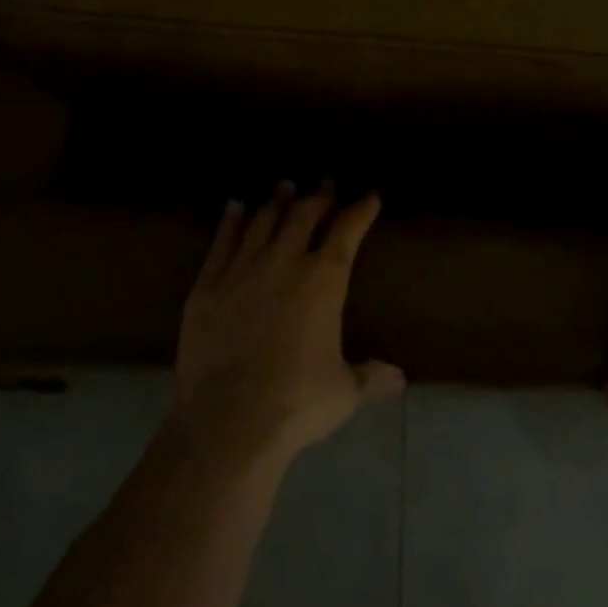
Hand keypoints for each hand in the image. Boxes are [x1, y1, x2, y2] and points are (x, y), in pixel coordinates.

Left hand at [171, 181, 404, 468]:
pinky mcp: (207, 285)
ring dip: (277, 201)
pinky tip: (234, 206)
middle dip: (319, 196)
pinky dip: (230, 220)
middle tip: (325, 184)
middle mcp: (285, 262)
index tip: (370, 196)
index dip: (361, 209)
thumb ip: (371, 378)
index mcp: (324, 280)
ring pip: (263, 221)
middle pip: (304, 215)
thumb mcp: (343, 392)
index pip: (347, 230)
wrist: (227, 422)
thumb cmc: (295, 403)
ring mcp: (242, 269)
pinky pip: (221, 241)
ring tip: (284, 186)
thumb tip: (400, 379)